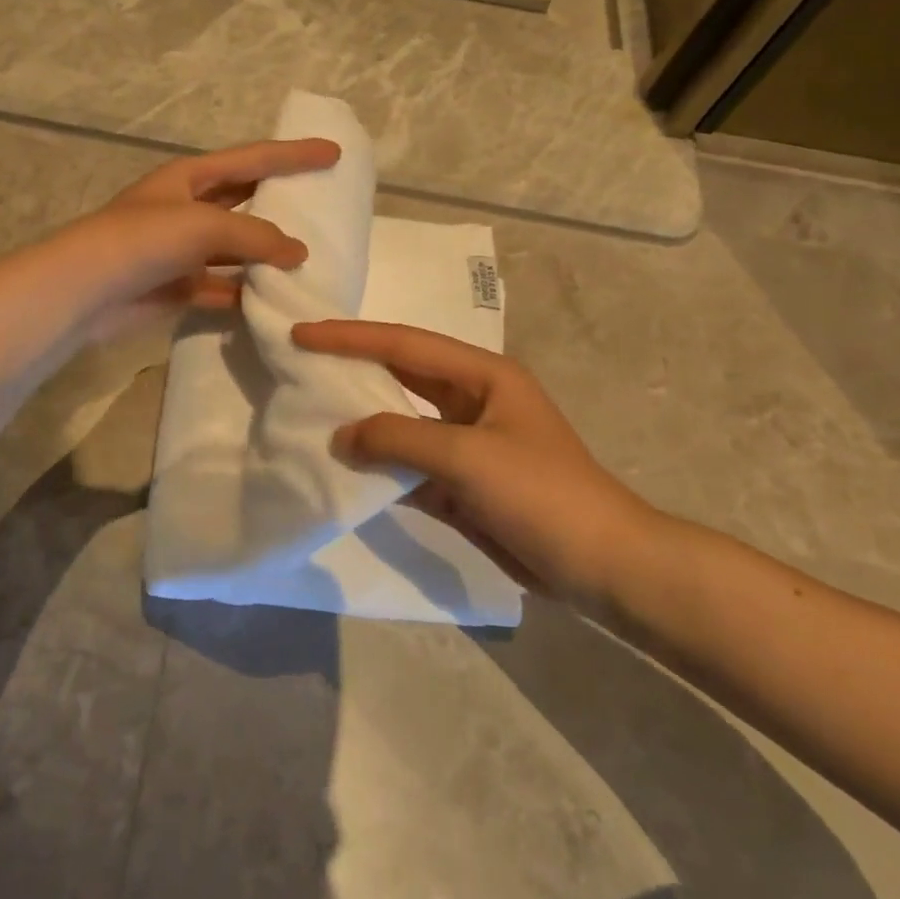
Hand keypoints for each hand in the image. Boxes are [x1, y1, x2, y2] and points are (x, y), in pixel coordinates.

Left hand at [47, 138, 340, 342]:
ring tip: (308, 260)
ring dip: (266, 255)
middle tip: (323, 207)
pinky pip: (221, 286)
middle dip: (281, 203)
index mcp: (191, 177)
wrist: (86, 290)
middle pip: (245, 201)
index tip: (334, 152)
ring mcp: (181, 249)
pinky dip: (245, 293)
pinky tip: (273, 300)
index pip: (253, 159)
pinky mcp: (177, 286)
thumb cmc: (143, 239)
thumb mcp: (204, 225)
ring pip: (236, 249)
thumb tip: (298, 252)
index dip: (294, 154)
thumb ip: (256, 236)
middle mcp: (187, 208)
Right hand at [293, 320, 661, 600]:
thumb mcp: (467, 457)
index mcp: (483, 375)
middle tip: (300, 362)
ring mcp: (465, 443)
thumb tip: (341, 437)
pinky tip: (343, 467)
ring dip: (362, 419)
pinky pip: (409, 464)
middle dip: (353, 367)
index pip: (405, 344)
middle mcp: (471, 400)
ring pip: (402, 421)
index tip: (303, 334)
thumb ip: (399, 440)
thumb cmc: (540, 493)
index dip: (351, 337)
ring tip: (310, 410)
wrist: (599, 564)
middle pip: (401, 374)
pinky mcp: (460, 483)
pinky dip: (379, 465)